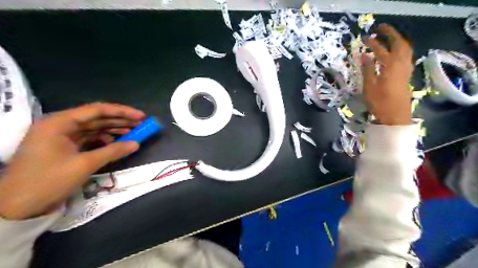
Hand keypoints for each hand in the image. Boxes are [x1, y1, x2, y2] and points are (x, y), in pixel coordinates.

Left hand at [0, 103, 145, 219]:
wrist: (18, 206)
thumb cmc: (49, 181)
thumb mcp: (85, 164)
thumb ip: (113, 151)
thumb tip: (137, 143)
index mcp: (59, 123)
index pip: (97, 110)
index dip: (122, 112)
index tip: (141, 116)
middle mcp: (60, 125)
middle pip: (96, 117)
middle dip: (120, 120)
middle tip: (141, 124)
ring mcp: (61, 136)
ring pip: (94, 127)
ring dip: (114, 129)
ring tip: (134, 132)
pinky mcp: (64, 146)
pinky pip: (89, 138)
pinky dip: (104, 139)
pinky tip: (116, 142)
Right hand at [363, 23, 410, 124]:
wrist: (395, 115)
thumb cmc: (379, 102)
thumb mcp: (369, 86)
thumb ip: (367, 69)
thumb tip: (363, 56)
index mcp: (389, 66)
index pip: (380, 50)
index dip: (372, 43)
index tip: (364, 38)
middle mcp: (401, 64)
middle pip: (398, 43)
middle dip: (390, 33)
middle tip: (380, 28)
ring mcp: (406, 68)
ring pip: (405, 48)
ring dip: (397, 39)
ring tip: (387, 37)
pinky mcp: (407, 73)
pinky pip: (406, 55)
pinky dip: (400, 48)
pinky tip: (394, 52)